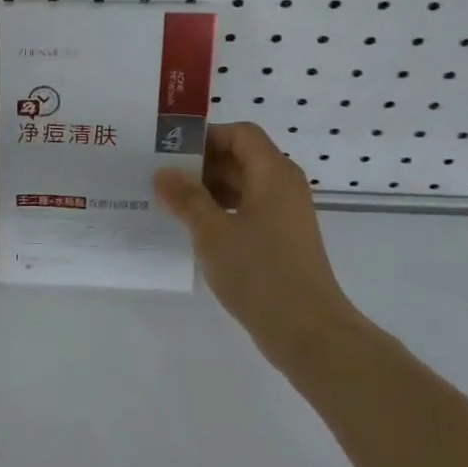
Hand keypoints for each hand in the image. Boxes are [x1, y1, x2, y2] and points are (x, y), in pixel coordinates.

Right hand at [154, 122, 361, 358]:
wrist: (308, 332)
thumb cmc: (260, 273)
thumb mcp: (213, 232)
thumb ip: (186, 198)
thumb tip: (163, 172)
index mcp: (273, 174)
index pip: (240, 134)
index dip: (206, 136)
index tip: (170, 149)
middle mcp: (283, 187)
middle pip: (240, 157)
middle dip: (201, 163)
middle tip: (160, 174)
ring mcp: (284, 215)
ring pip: (242, 186)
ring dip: (207, 189)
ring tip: (169, 200)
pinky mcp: (280, 240)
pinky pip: (246, 210)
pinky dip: (219, 211)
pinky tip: (192, 228)